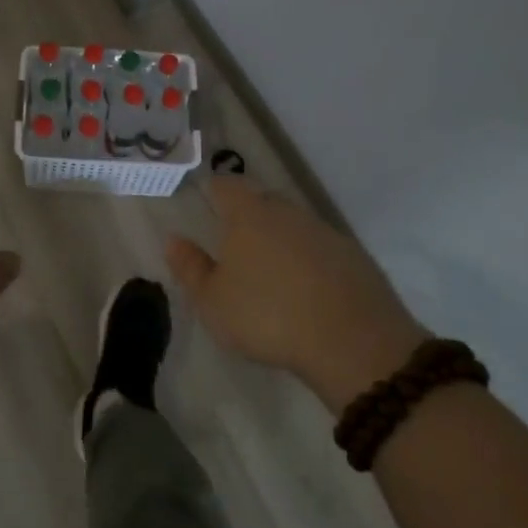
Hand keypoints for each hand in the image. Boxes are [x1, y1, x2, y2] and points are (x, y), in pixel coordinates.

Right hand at [165, 177, 429, 414]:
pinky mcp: (354, 256)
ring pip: (294, 224)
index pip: (226, 187)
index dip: (215, 191)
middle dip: (248, 214)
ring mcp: (324, 232)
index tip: (208, 203)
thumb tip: (173, 239)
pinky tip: (306, 289)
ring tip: (270, 270)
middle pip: (262, 201)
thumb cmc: (267, 316)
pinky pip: (321, 248)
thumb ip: (190, 268)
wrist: (353, 341)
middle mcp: (287, 212)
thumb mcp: (213, 302)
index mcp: (248, 214)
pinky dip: (309, 260)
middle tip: (235, 241)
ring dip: (280, 238)